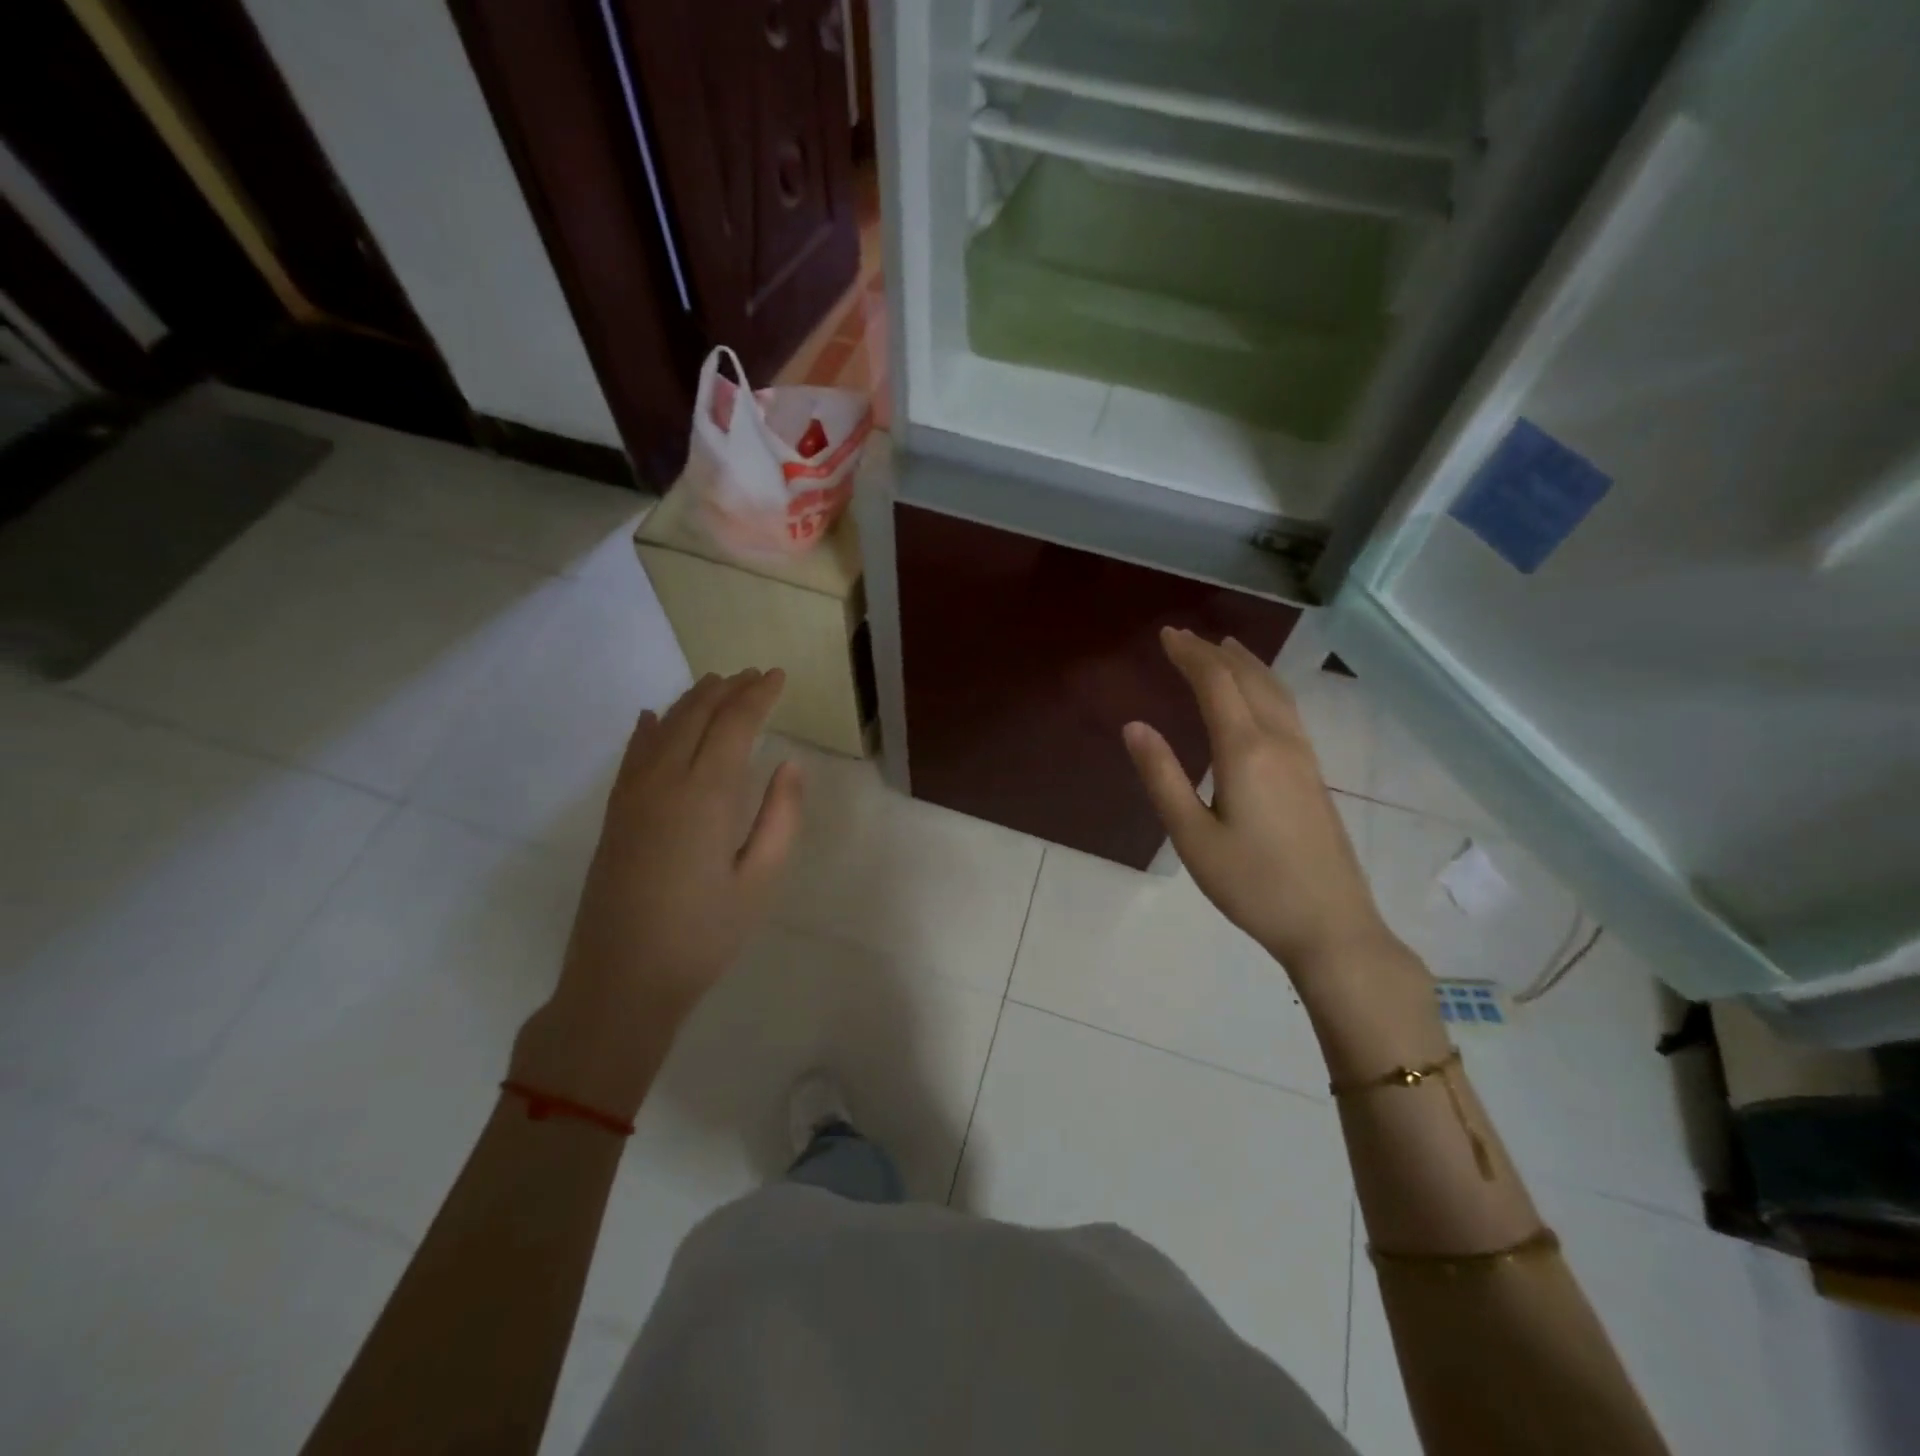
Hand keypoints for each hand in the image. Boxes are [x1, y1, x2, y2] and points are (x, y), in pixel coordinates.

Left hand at [510, 669, 803, 1118]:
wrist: (621, 980)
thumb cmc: (704, 935)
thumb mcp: (761, 881)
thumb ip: (781, 817)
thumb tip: (790, 765)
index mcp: (706, 795)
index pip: (734, 725)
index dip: (758, 696)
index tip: (777, 676)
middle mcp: (665, 782)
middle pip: (696, 716)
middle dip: (727, 689)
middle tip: (753, 675)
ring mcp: (632, 797)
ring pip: (662, 727)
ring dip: (691, 701)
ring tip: (716, 683)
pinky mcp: (615, 816)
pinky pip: (632, 755)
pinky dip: (648, 729)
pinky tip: (653, 718)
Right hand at [1123, 629, 1401, 990]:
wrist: (1331, 925)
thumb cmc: (1252, 884)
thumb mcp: (1192, 837)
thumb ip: (1162, 777)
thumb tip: (1135, 726)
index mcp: (1246, 751)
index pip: (1216, 684)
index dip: (1190, 655)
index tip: (1166, 636)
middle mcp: (1279, 742)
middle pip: (1248, 679)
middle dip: (1214, 653)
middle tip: (1184, 637)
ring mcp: (1304, 757)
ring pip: (1275, 691)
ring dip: (1246, 664)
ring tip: (1224, 648)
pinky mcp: (1314, 774)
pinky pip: (1288, 710)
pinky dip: (1266, 686)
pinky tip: (1260, 697)